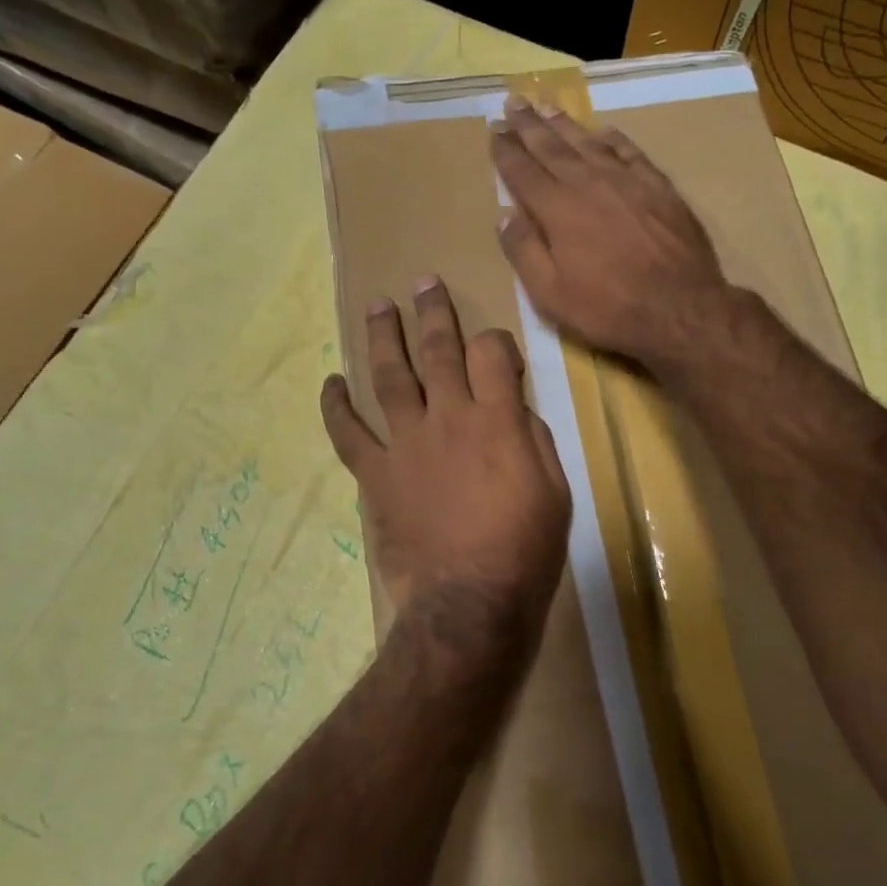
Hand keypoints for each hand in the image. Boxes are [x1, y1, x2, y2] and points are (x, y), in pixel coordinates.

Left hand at [321, 279, 570, 670]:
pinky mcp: (376, 474)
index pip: (492, 353)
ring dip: (382, 336)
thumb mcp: (555, 491)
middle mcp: (448, 417)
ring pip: (390, 376)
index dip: (496, 340)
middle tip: (424, 283)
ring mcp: (406, 443)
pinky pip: (348, 434)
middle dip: (433, 312)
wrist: (468, 602)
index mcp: (497, 419)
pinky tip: (331, 383)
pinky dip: (336, 407)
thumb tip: (515, 411)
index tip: (496, 348)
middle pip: (438, 350)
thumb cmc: (524, 550)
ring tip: (377, 306)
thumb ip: (533, 440)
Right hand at [491, 97, 732, 370]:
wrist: (681, 308)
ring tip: (547, 106)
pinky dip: (613, 138)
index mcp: (558, 210)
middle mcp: (589, 184)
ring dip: (565, 123)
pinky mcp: (659, 186)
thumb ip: (524, 252)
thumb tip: (505, 216)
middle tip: (513, 101)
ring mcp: (627, 181)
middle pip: (552, 147)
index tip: (494, 129)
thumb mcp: (551, 295)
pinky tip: (603, 131)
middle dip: (529, 125)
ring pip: (589, 142)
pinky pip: (630, 152)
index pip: (523, 172)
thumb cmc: (609, 308)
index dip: (506, 150)